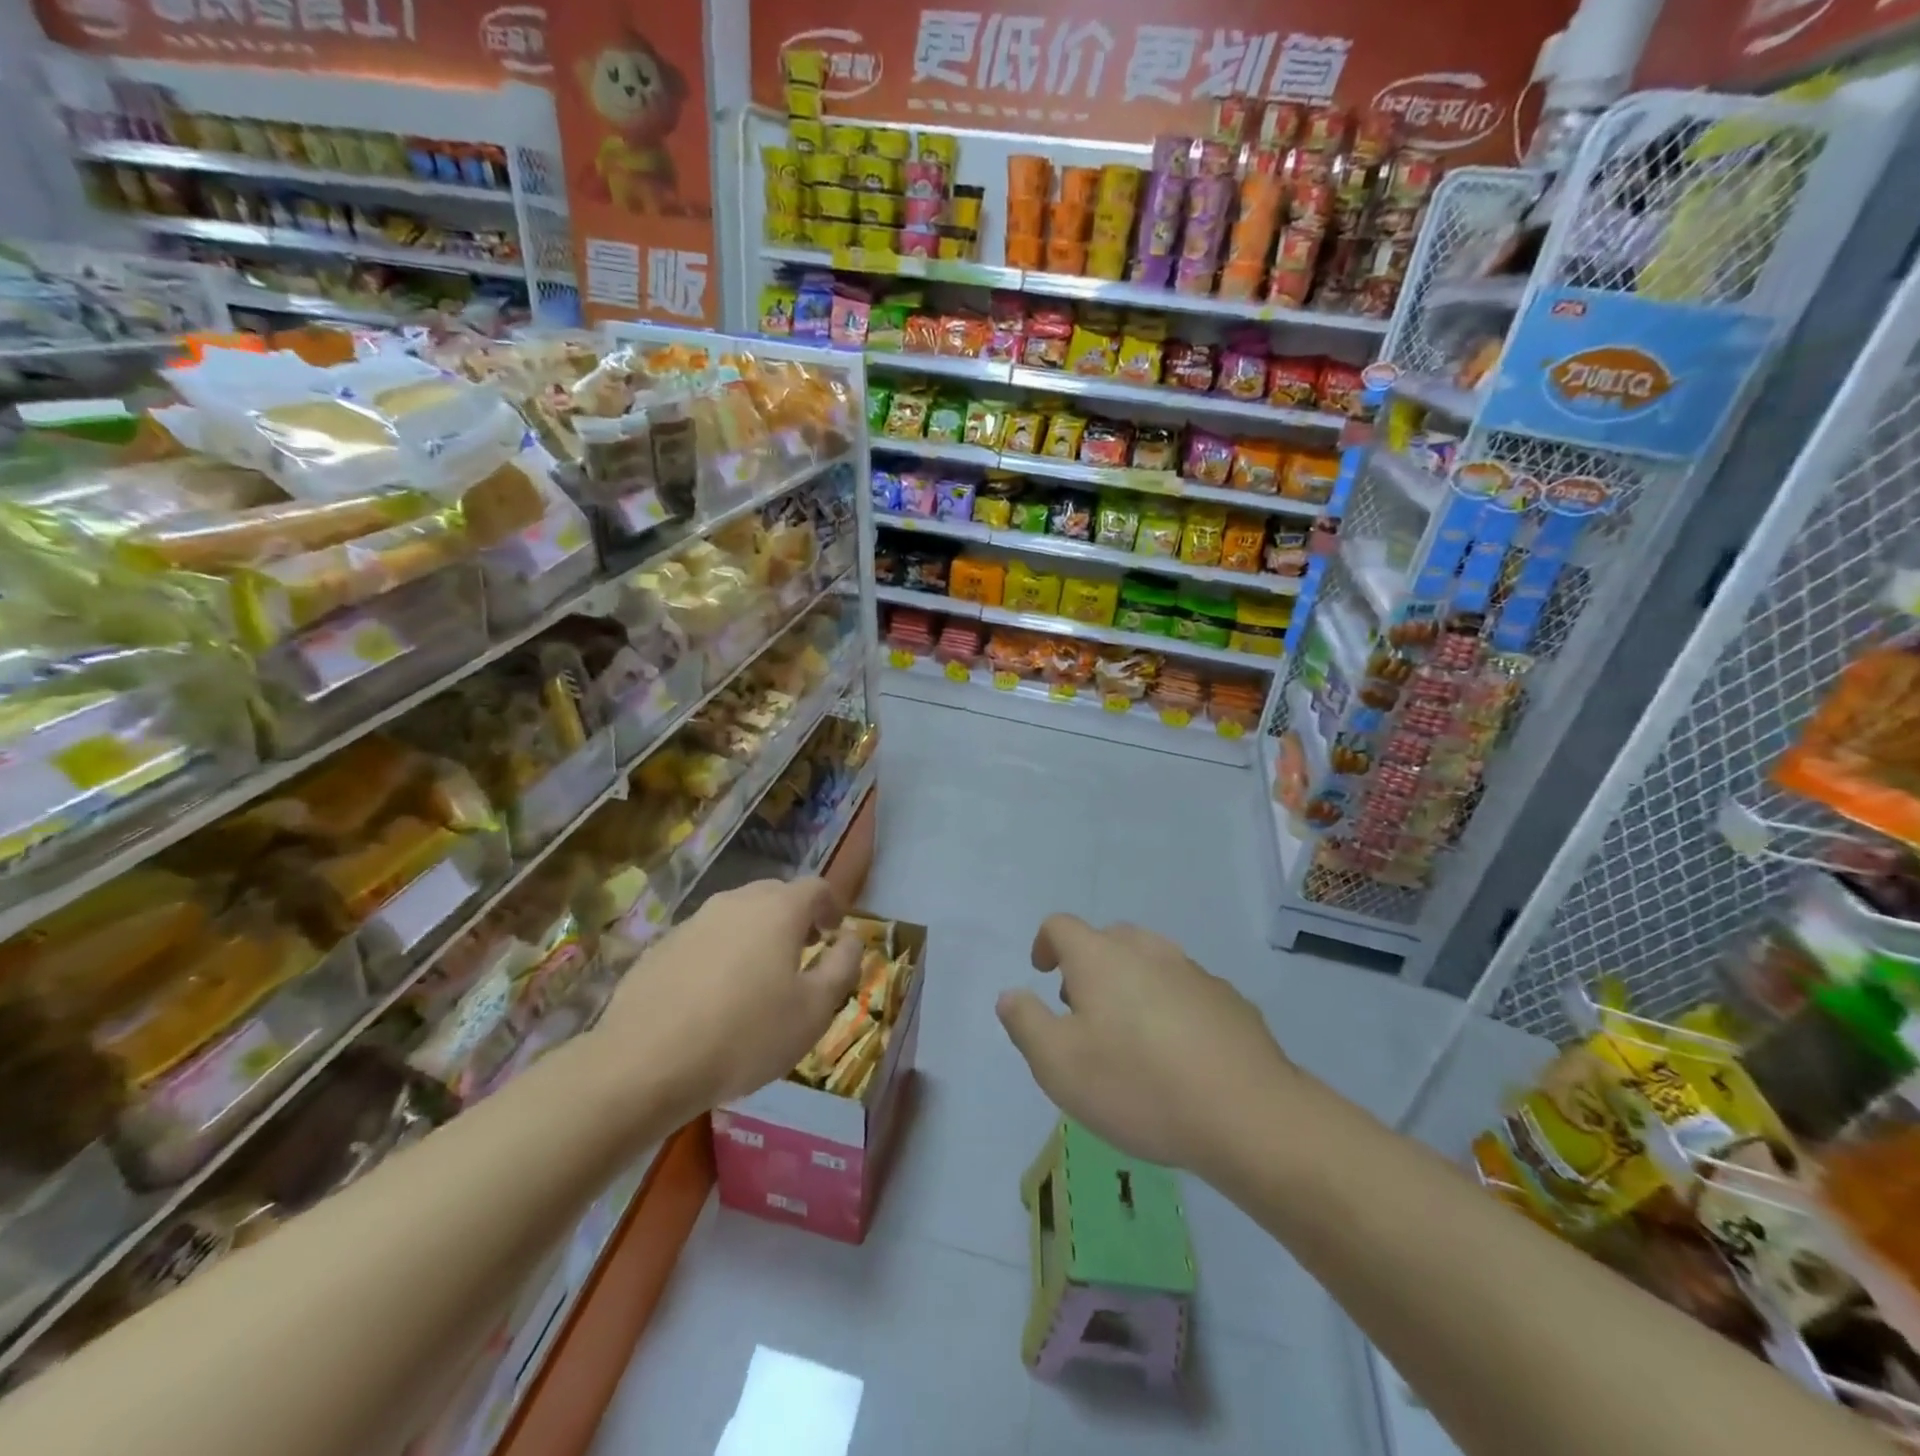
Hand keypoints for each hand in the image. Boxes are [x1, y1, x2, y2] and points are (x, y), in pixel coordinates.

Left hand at [595, 877, 860, 1119]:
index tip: (835, 932)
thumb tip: (852, 938)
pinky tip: (714, 997)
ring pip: (737, 916)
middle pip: (775, 895)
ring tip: (758, 978)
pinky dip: (720, 955)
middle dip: (794, 917)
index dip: (832, 906)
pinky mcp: (660, 948)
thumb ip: (842, 967)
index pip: (816, 887)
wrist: (643, 1064)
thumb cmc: (745, 1036)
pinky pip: (704, 940)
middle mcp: (735, 902)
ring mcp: (693, 922)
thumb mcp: (814, 1011)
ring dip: (755, 935)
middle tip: (802, 953)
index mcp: (778, 910)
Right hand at [996, 916, 1297, 1173]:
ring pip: (1149, 961)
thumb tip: (1011, 994)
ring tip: (1128, 1033)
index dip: (1045, 944)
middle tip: (1082, 1010)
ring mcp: (1193, 971)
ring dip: (1130, 982)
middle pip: (1108, 938)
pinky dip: (1168, 1004)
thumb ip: (1026, 1023)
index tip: (1042, 973)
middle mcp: (1147, 950)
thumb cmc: (1139, 1086)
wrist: (1248, 1114)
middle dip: (1088, 964)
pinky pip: (1184, 988)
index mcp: (1101, 957)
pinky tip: (1176, 1052)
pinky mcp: (1229, 1000)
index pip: (1061, 926)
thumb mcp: (1059, 1065)